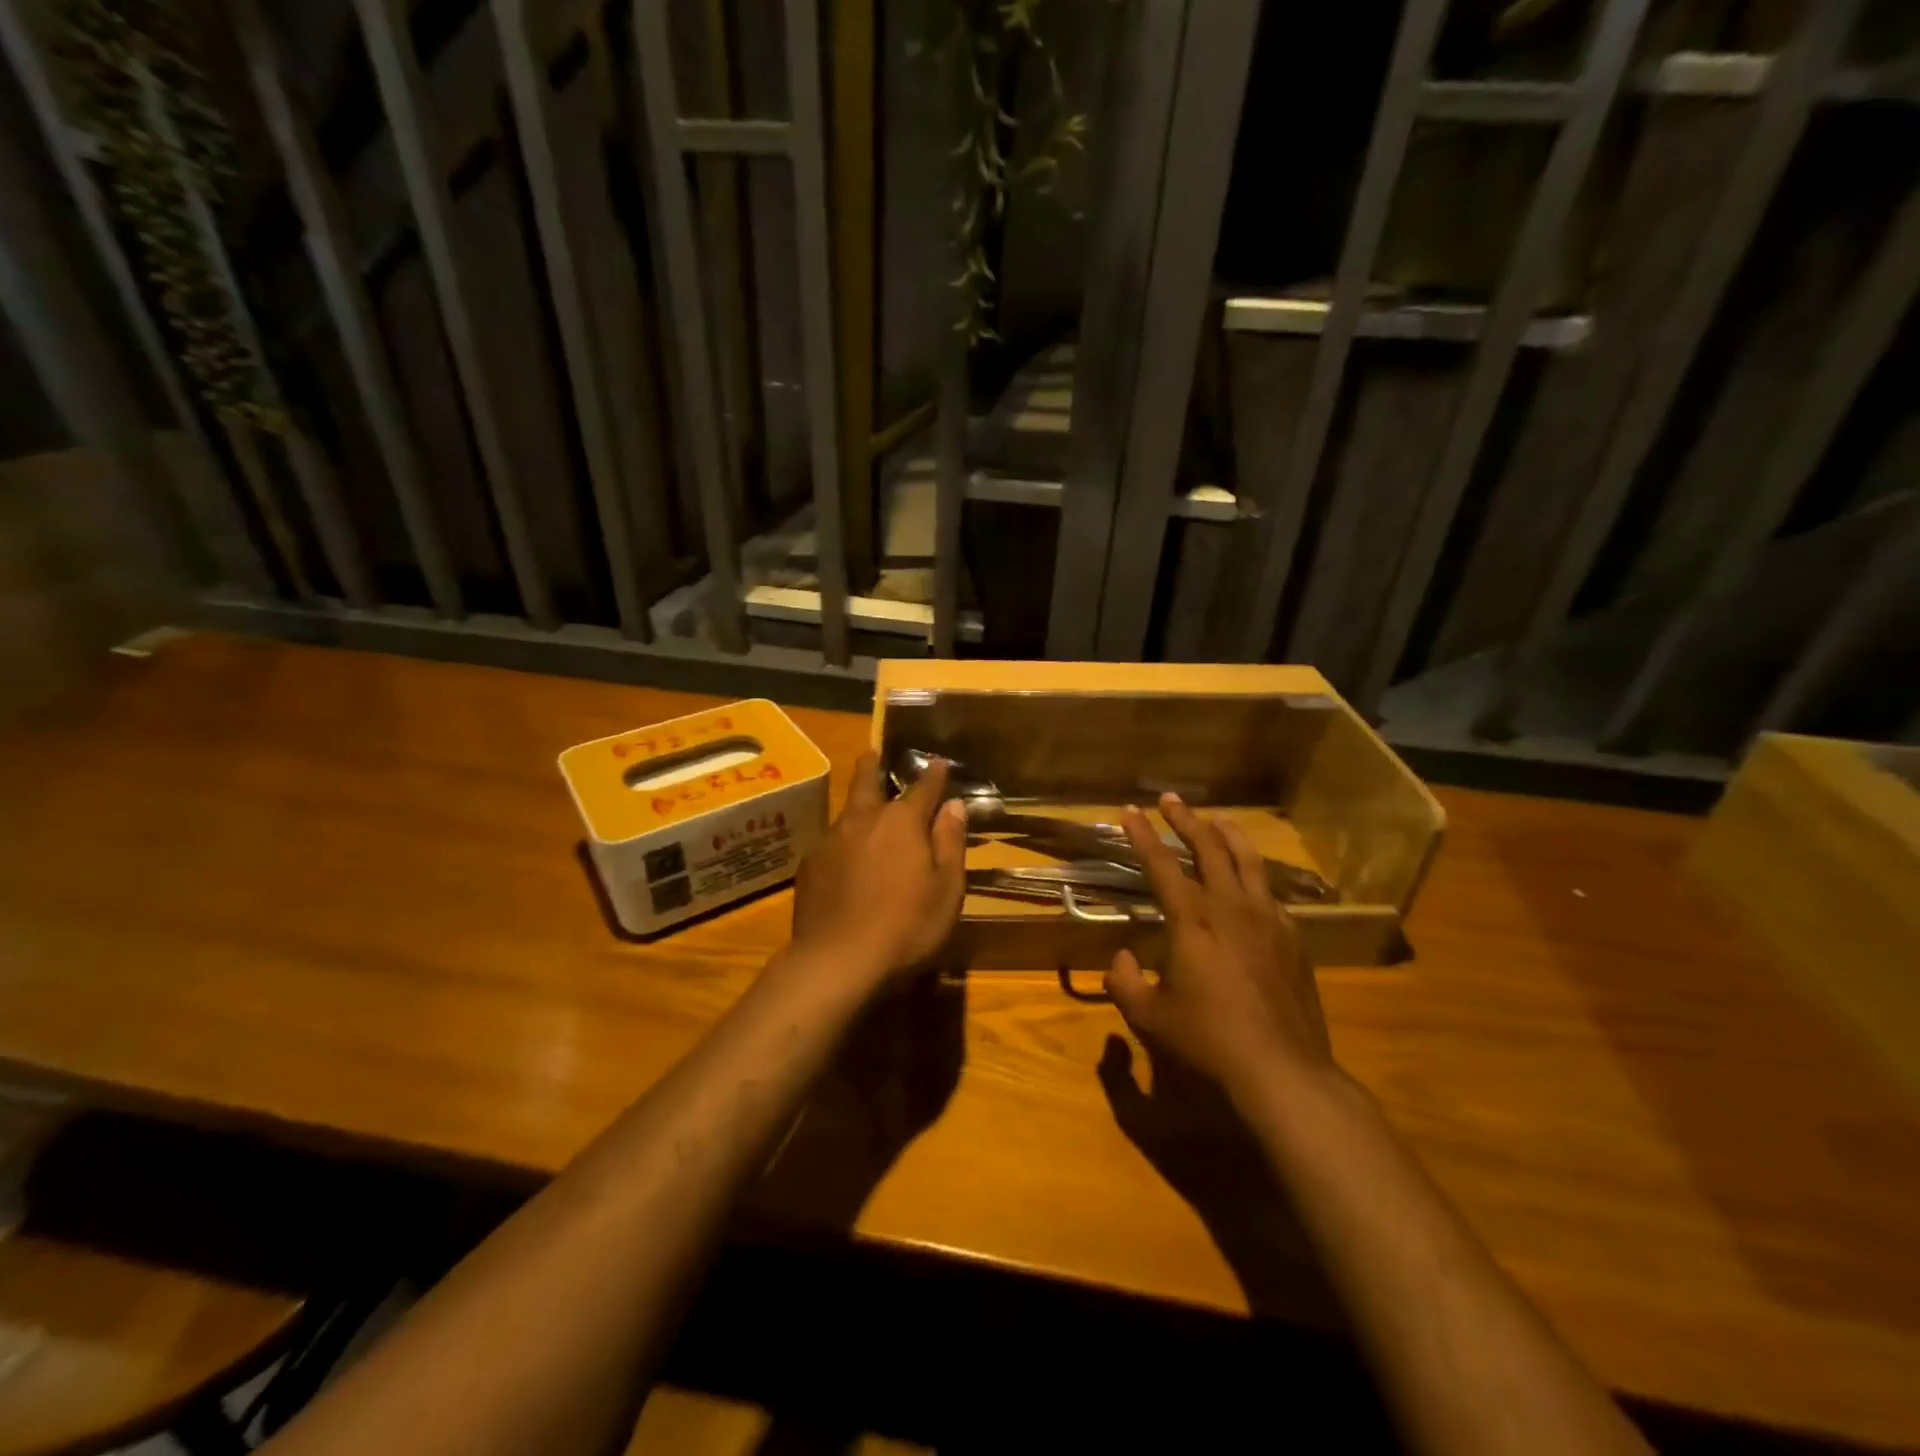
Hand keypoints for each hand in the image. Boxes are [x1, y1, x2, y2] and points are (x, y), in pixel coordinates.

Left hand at [788, 751, 967, 989]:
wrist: (837, 960)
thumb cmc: (906, 925)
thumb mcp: (947, 888)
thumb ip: (950, 842)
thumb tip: (954, 805)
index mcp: (902, 821)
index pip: (922, 787)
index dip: (933, 774)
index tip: (939, 763)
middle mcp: (863, 819)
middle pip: (866, 781)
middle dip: (873, 765)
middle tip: (873, 754)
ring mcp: (831, 840)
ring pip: (846, 811)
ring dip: (857, 805)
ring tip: (863, 808)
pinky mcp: (810, 865)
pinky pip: (831, 841)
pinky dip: (843, 841)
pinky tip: (845, 858)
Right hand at [1105, 794, 1336, 1105]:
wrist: (1282, 1068)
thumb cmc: (1208, 1039)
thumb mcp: (1150, 1016)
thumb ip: (1125, 983)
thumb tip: (1121, 960)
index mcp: (1192, 919)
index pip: (1161, 863)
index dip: (1142, 835)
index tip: (1129, 811)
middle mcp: (1231, 906)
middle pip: (1208, 847)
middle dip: (1185, 819)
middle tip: (1170, 800)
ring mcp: (1268, 919)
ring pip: (1248, 860)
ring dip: (1228, 834)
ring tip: (1217, 818)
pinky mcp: (1293, 938)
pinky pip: (1270, 893)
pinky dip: (1254, 876)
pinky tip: (1251, 883)